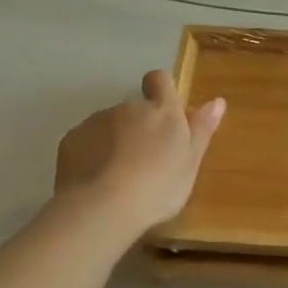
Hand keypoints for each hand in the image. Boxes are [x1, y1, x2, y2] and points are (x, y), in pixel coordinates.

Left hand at [52, 70, 225, 236]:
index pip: (160, 79)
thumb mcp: (191, 163)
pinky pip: (86, 140)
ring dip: (115, 140)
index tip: (165, 114)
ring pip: (110, 124)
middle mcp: (129, 107)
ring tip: (119, 176)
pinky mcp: (71, 139)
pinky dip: (92, 153)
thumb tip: (217, 101)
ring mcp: (96, 121)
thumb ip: (202, 129)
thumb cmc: (158, 188)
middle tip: (146, 161)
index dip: (161, 90)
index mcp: (163, 111)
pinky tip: (96, 180)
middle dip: (139, 126)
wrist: (102, 208)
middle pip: (135, 108)